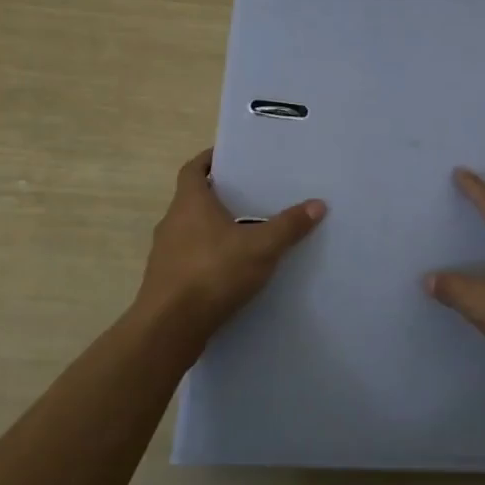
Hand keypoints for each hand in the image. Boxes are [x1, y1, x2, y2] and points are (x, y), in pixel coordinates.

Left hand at [134, 150, 324, 336]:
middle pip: (194, 199)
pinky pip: (191, 258)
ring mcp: (165, 253)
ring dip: (214, 229)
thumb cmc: (213, 273)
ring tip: (248, 233)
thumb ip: (288, 226)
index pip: (194, 169)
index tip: (231, 157)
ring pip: (192, 230)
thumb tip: (318, 204)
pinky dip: (209, 257)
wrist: (169, 327)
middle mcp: (172, 222)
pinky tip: (233, 270)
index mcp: (190, 203)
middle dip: (220, 196)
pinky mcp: (167, 280)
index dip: (210, 159)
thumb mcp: (261, 247)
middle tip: (252, 195)